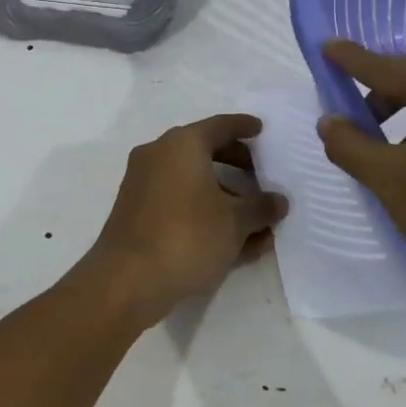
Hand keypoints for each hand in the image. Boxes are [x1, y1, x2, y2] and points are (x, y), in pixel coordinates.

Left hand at [79, 113, 288, 328]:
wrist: (126, 281)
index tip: (262, 130)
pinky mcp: (137, 213)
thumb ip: (261, 207)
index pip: (220, 126)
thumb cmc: (187, 237)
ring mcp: (143, 184)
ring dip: (226, 198)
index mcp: (182, 144)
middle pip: (206, 152)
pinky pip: (179, 203)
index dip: (244, 127)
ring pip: (193, 182)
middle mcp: (158, 155)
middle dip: (237, 165)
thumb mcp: (235, 222)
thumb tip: (278, 201)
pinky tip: (233, 242)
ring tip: (258, 222)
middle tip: (262, 176)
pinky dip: (205, 213)